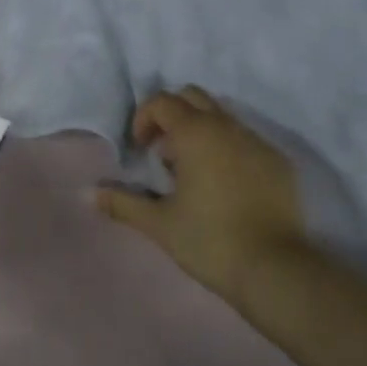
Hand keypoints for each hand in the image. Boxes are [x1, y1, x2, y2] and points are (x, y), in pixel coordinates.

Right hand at [94, 87, 309, 306]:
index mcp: (195, 132)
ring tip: (192, 171)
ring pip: (221, 116)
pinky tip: (224, 186)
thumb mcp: (160, 224)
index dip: (144, 118)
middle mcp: (226, 126)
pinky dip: (227, 148)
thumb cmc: (210, 240)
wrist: (275, 269)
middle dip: (172, 115)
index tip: (140, 149)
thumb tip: (88, 194)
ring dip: (200, 130)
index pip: (162, 101)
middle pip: (192, 97)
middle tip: (163, 152)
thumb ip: (123, 203)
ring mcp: (256, 141)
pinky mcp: (278, 161)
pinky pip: (245, 139)